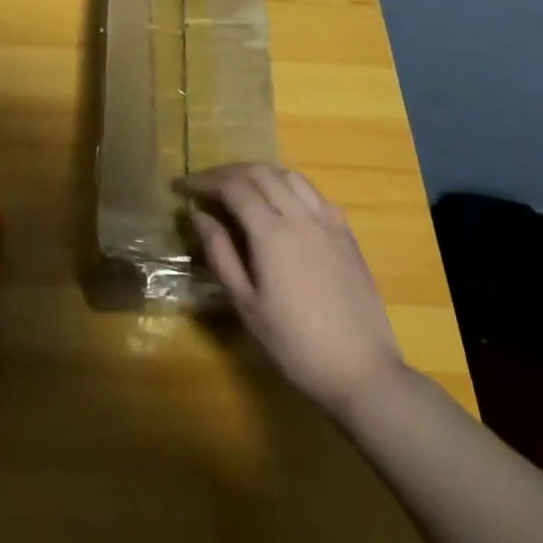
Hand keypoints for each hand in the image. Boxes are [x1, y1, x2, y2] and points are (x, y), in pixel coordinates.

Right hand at [179, 163, 405, 418]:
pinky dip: (288, 187)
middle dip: (227, 172)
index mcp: (273, 234)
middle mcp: (302, 216)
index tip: (181, 186)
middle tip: (204, 186)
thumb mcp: (245, 304)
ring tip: (239, 189)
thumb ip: (220, 253)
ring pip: (290, 176)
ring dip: (259, 174)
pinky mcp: (346, 233)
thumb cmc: (294, 344)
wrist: (361, 370)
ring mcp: (329, 222)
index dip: (204, 181)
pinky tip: (280, 205)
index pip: (233, 187)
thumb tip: (198, 215)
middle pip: (260, 173)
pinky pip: (314, 193)